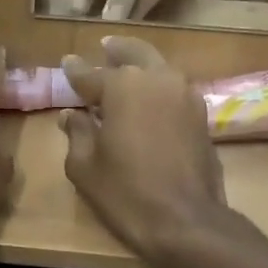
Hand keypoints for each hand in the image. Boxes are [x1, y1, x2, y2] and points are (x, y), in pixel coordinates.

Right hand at [59, 36, 227, 260]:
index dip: (75, 71)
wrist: (185, 220)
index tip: (66, 63)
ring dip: (142, 65)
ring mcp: (185, 95)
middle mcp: (157, 79)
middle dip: (116, 51)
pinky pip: (175, 90)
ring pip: (160, 68)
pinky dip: (159, 87)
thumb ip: (77, 133)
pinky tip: (151, 98)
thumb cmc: (125, 193)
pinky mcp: (201, 116)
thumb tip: (71, 115)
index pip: (91, 73)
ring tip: (128, 70)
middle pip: (134, 54)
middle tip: (105, 47)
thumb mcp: (85, 167)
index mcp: (122, 87)